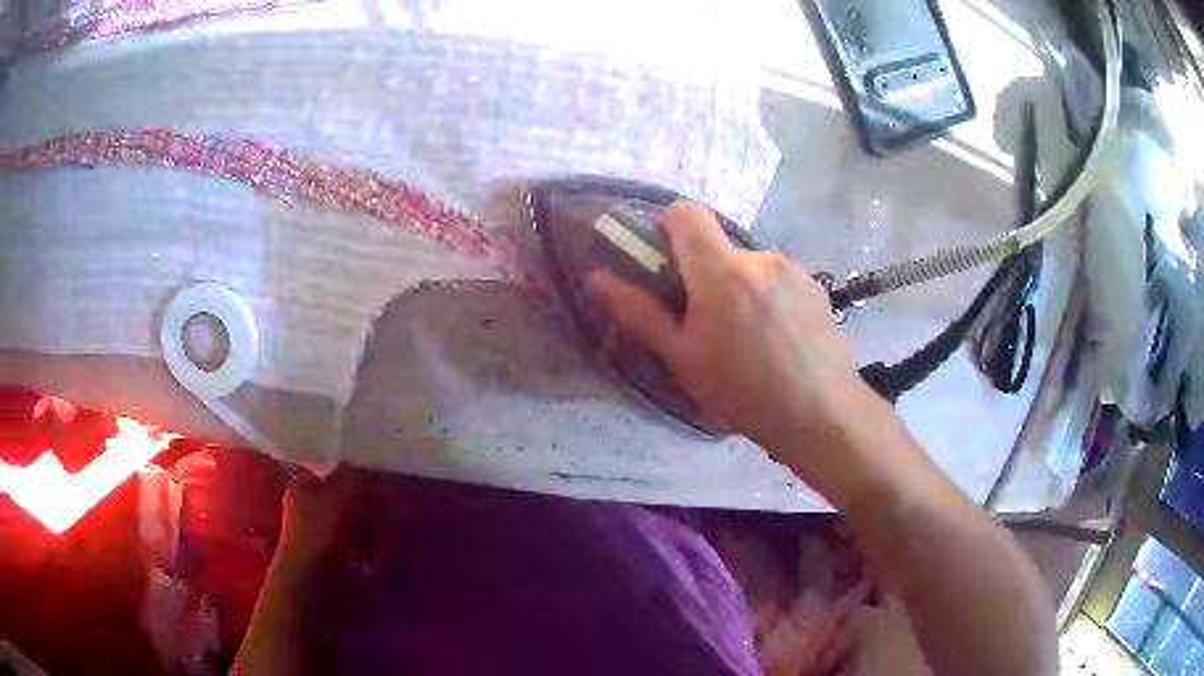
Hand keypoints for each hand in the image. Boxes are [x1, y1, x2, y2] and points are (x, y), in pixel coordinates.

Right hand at [587, 202, 866, 458]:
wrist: (820, 414)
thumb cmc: (743, 390)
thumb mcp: (681, 357)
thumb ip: (639, 312)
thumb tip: (596, 277)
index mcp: (721, 270)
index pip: (686, 213)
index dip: (669, 228)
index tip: (668, 266)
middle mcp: (760, 257)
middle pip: (719, 245)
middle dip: (706, 273)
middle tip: (708, 324)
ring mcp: (794, 270)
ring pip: (750, 265)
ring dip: (740, 287)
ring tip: (749, 338)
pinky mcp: (817, 286)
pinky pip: (779, 279)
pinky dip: (769, 297)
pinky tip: (779, 339)